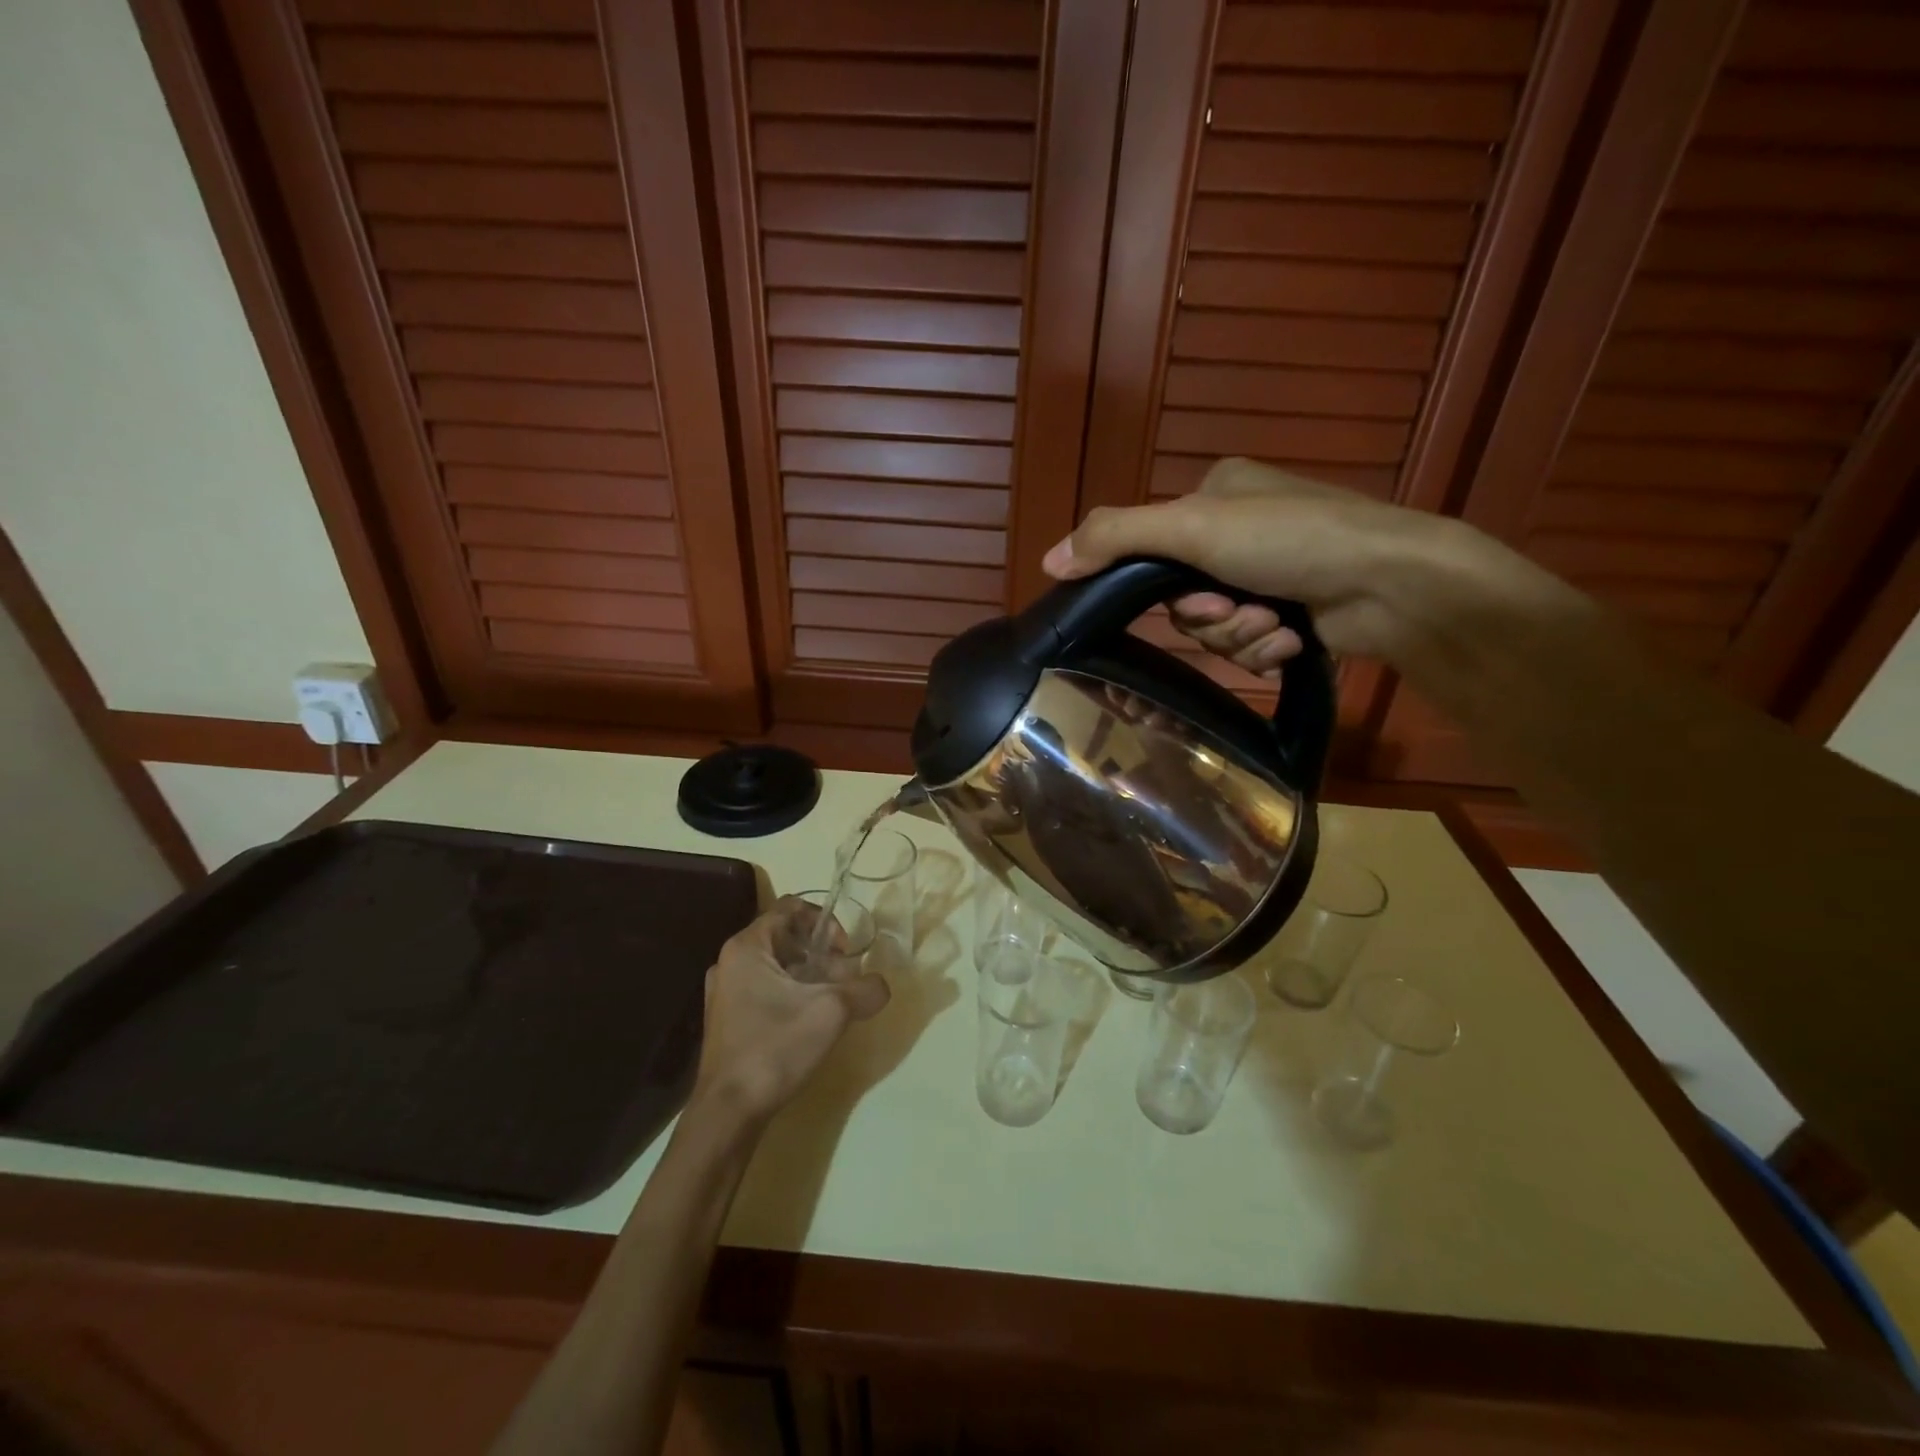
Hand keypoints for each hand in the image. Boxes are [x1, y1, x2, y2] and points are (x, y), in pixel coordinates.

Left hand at [689, 898, 889, 1126]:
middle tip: (845, 981)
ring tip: (834, 1004)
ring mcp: (725, 993)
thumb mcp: (832, 1012)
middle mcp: (730, 962)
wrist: (728, 1113)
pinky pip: (766, 991)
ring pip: (778, 967)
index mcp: (746, 947)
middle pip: (786, 938)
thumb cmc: (775, 1048)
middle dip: (821, 954)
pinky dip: (792, 996)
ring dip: (809, 977)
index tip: (844, 950)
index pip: (790, 908)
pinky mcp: (728, 1020)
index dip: (824, 921)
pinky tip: (810, 1024)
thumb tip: (881, 986)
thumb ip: (864, 990)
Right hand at [1040, 458, 1512, 675]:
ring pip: (1215, 629)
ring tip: (1277, 627)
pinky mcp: (1294, 613)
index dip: (1165, 589)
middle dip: (1210, 618)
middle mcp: (1240, 530)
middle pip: (1183, 598)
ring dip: (1240, 637)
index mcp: (1217, 494)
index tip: (1196, 597)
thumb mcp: (1192, 527)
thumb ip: (1115, 538)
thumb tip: (1047, 561)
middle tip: (1241, 611)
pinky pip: (1249, 646)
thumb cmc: (1292, 540)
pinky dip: (1266, 650)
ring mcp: (1270, 573)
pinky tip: (1293, 642)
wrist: (1392, 584)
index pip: (1153, 552)